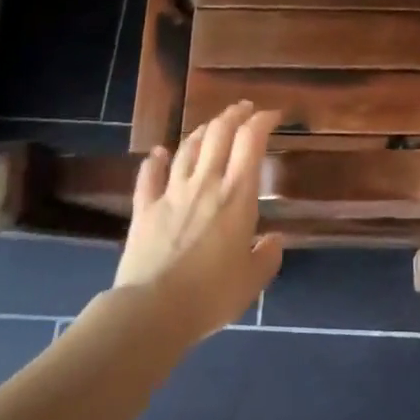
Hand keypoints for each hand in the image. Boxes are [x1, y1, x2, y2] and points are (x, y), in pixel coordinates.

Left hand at [115, 102, 283, 337]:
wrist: (153, 310)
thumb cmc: (212, 294)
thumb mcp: (253, 279)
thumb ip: (268, 255)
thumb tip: (274, 240)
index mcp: (237, 196)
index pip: (251, 142)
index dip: (263, 121)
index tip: (273, 116)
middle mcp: (205, 183)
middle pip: (219, 134)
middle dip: (234, 115)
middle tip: (244, 109)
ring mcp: (171, 193)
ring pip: (187, 148)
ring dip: (202, 132)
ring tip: (211, 127)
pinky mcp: (144, 209)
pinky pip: (149, 176)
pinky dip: (155, 161)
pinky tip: (159, 153)